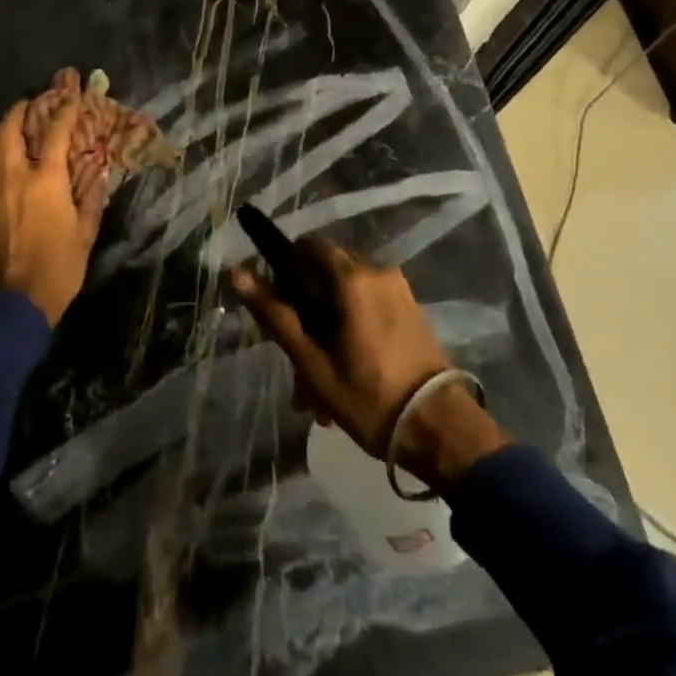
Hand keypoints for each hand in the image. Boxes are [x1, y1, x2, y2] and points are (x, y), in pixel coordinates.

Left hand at [0, 96, 108, 325]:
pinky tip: (3, 161)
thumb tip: (99, 172)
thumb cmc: (59, 268)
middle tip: (30, 104)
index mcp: (46, 180)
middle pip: (9, 129)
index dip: (64, 110)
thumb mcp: (85, 234)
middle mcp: (14, 177)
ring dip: (1, 130)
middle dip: (20, 111)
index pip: (55, 133)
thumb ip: (91, 198)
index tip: (70, 96)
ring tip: (13, 126)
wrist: (15, 304)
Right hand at [225, 236, 507, 489]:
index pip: (307, 246)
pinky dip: (351, 328)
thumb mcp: (312, 360)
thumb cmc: (369, 396)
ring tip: (319, 383)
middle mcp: (376, 270)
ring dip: (328, 327)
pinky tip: (345, 375)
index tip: (278, 307)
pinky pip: (369, 305)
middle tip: (297, 358)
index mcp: (351, 276)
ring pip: (346, 293)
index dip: (285, 269)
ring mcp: (398, 289)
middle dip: (306, 308)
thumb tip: (235, 271)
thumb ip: (274, 313)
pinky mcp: (410, 308)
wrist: (441, 429)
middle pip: (326, 271)